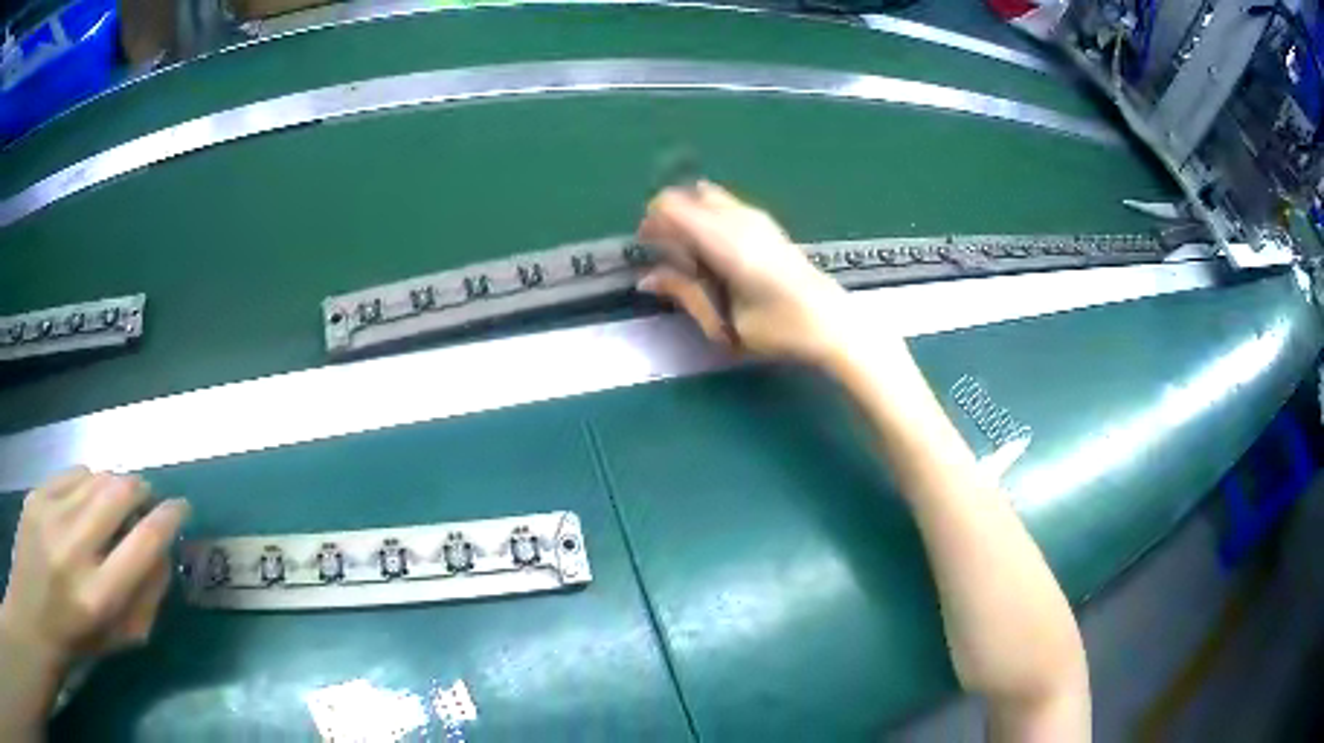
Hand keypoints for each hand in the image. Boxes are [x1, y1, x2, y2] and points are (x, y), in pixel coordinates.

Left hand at [0, 468, 188, 671]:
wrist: (35, 608)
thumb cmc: (72, 642)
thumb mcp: (111, 644)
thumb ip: (141, 604)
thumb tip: (161, 559)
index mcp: (99, 599)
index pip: (144, 543)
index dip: (170, 518)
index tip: (182, 508)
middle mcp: (74, 548)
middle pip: (118, 491)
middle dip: (141, 490)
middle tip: (147, 501)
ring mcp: (50, 513)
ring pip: (95, 475)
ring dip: (115, 484)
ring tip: (115, 503)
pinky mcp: (36, 493)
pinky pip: (71, 474)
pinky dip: (88, 481)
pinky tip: (85, 500)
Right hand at [637, 181, 855, 364]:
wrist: (831, 324)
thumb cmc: (778, 331)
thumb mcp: (724, 325)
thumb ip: (684, 294)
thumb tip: (646, 279)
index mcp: (725, 243)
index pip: (671, 206)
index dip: (651, 223)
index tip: (649, 251)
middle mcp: (739, 219)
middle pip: (686, 195)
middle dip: (668, 218)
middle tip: (668, 255)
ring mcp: (756, 216)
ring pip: (706, 196)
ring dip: (690, 217)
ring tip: (694, 257)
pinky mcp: (768, 222)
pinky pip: (725, 205)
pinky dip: (709, 219)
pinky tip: (718, 254)